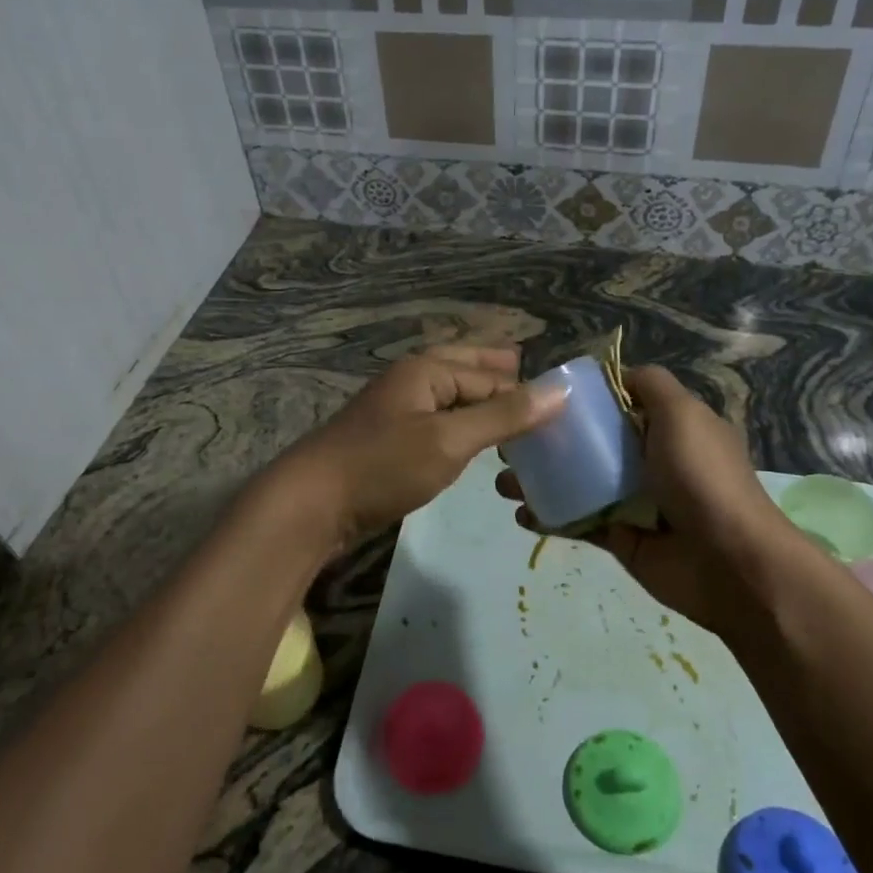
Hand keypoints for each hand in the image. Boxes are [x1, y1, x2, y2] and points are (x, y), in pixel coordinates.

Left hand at [262, 344, 564, 558]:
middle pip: (463, 369)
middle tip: (526, 372)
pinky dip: (458, 424)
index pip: (490, 376)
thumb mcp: (449, 440)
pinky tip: (468, 439)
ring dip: (478, 400)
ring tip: (508, 410)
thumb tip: (561, 390)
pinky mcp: (388, 442)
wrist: (311, 504)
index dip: (524, 390)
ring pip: (448, 396)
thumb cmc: (383, 466)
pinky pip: (435, 422)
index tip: (559, 407)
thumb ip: (504, 416)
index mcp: (426, 369)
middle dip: (495, 372)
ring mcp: (396, 411)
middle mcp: (411, 380)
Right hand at [495, 365, 797, 638]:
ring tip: (503, 480)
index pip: (617, 405)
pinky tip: (521, 513)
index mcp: (667, 427)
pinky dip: (549, 517)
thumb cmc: (702, 478)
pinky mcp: (620, 538)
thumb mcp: (683, 413)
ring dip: (540, 480)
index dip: (580, 399)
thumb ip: (651, 385)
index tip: (538, 397)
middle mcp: (649, 460)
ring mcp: (633, 501)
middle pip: (589, 444)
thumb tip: (617, 372)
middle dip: (549, 442)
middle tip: (509, 443)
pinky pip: (578, 522)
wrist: (730, 563)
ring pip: (577, 483)